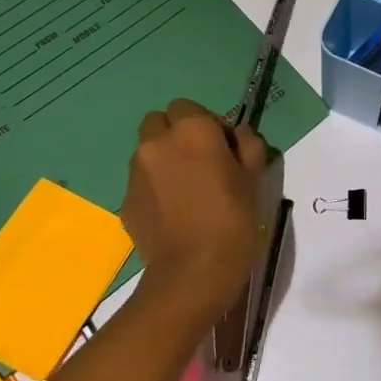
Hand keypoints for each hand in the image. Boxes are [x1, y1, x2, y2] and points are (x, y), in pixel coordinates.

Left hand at [121, 99, 267, 324]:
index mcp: (192, 130)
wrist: (193, 273)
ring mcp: (136, 172)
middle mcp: (156, 142)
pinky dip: (155, 187)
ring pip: (148, 151)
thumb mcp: (254, 177)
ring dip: (164, 159)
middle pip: (159, 122)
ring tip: (187, 189)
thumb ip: (248, 145)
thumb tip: (237, 135)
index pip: (188, 107)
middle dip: (176, 134)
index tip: (223, 148)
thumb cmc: (233, 218)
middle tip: (201, 162)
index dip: (207, 123)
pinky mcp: (126, 200)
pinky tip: (175, 211)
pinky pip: (142, 181)